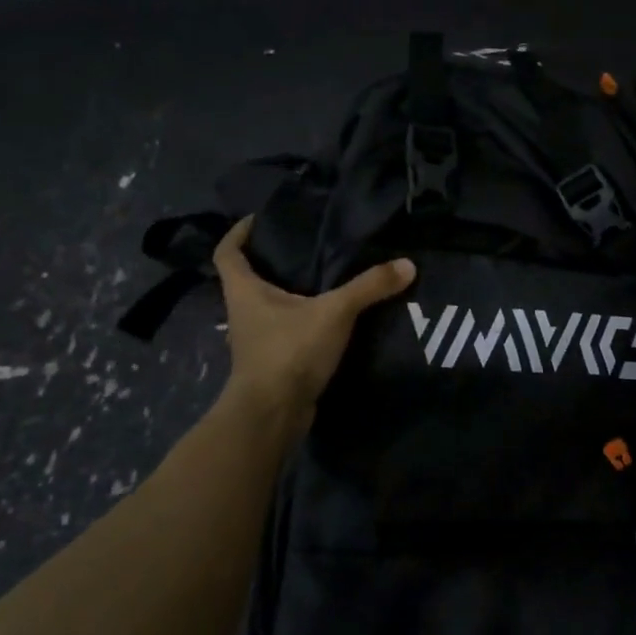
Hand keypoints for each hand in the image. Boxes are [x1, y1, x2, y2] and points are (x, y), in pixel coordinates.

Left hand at [213, 217, 415, 432]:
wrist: (272, 416)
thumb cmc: (289, 351)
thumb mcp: (334, 312)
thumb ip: (369, 287)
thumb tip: (408, 264)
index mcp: (244, 291)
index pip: (227, 252)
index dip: (238, 233)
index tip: (261, 219)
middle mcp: (244, 311)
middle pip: (248, 276)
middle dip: (271, 259)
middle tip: (306, 242)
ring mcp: (256, 339)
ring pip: (268, 304)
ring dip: (289, 290)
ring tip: (324, 275)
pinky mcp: (273, 360)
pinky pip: (285, 329)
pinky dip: (302, 318)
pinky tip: (330, 315)